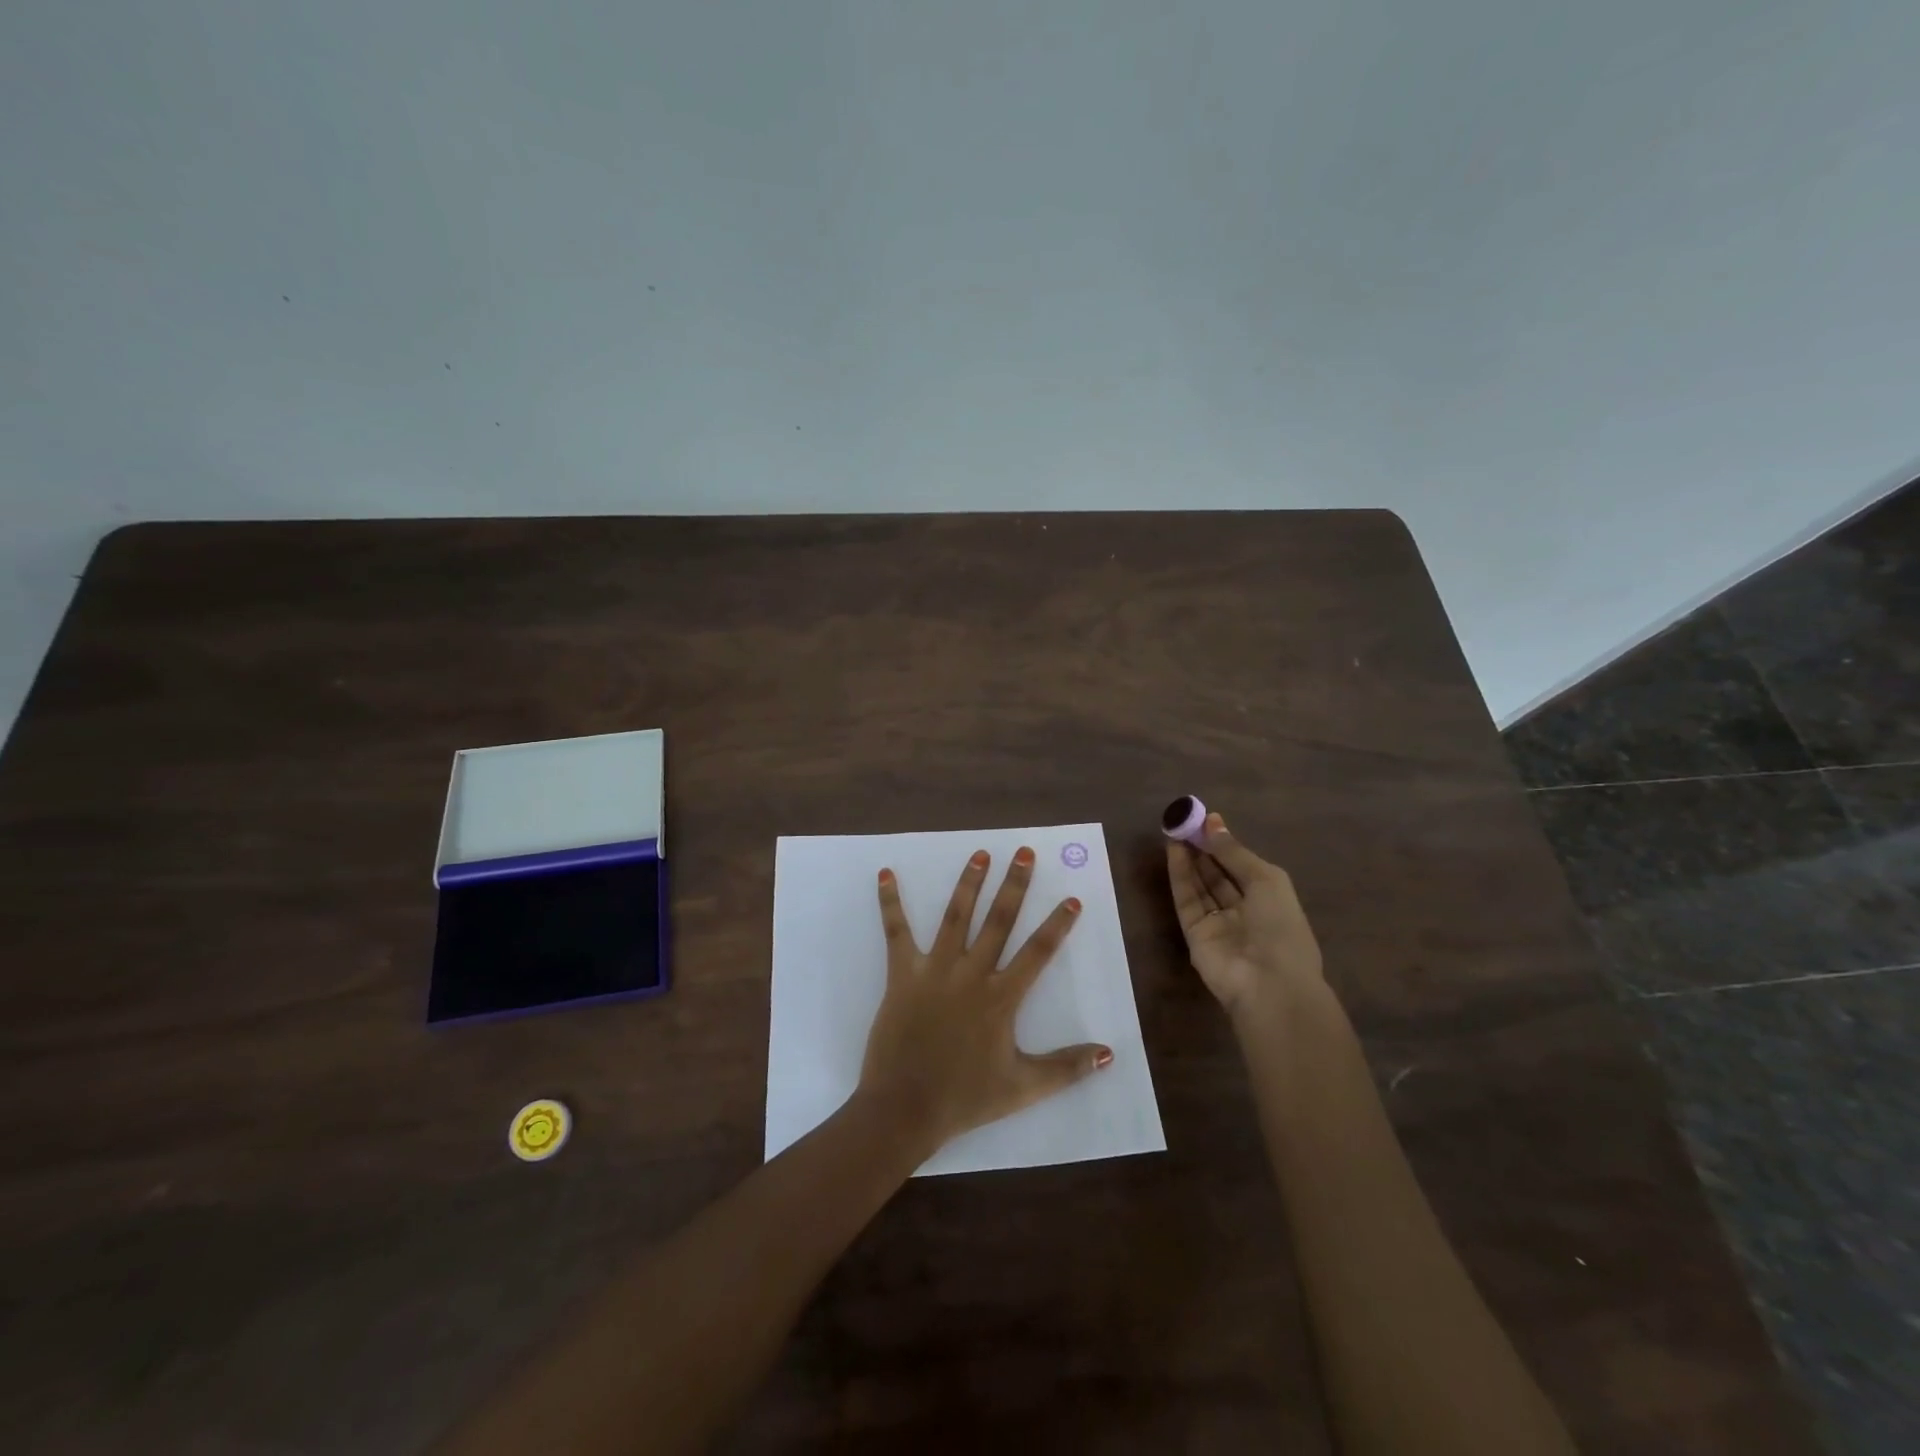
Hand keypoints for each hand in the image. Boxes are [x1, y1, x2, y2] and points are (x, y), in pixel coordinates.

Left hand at [857, 847, 1113, 1154]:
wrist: (905, 1108)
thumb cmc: (966, 1098)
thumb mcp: (1024, 1087)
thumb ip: (1067, 1068)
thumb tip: (1108, 1054)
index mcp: (1001, 998)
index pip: (1037, 953)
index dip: (1057, 925)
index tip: (1071, 899)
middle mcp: (971, 974)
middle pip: (999, 921)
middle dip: (1014, 885)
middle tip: (1024, 853)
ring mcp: (935, 969)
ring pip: (956, 917)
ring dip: (969, 883)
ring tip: (980, 854)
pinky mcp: (902, 973)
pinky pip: (896, 931)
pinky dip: (890, 902)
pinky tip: (887, 873)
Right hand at [1166, 812, 1323, 1018]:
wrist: (1268, 983)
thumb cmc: (1280, 927)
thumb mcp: (1266, 880)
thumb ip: (1234, 852)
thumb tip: (1213, 823)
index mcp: (1270, 899)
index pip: (1242, 866)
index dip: (1225, 843)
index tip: (1207, 819)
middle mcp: (1243, 910)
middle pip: (1218, 874)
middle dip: (1203, 848)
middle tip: (1185, 821)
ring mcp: (1217, 923)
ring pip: (1200, 885)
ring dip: (1189, 857)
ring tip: (1175, 829)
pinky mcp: (1194, 933)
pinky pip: (1186, 899)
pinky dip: (1180, 875)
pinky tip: (1173, 851)